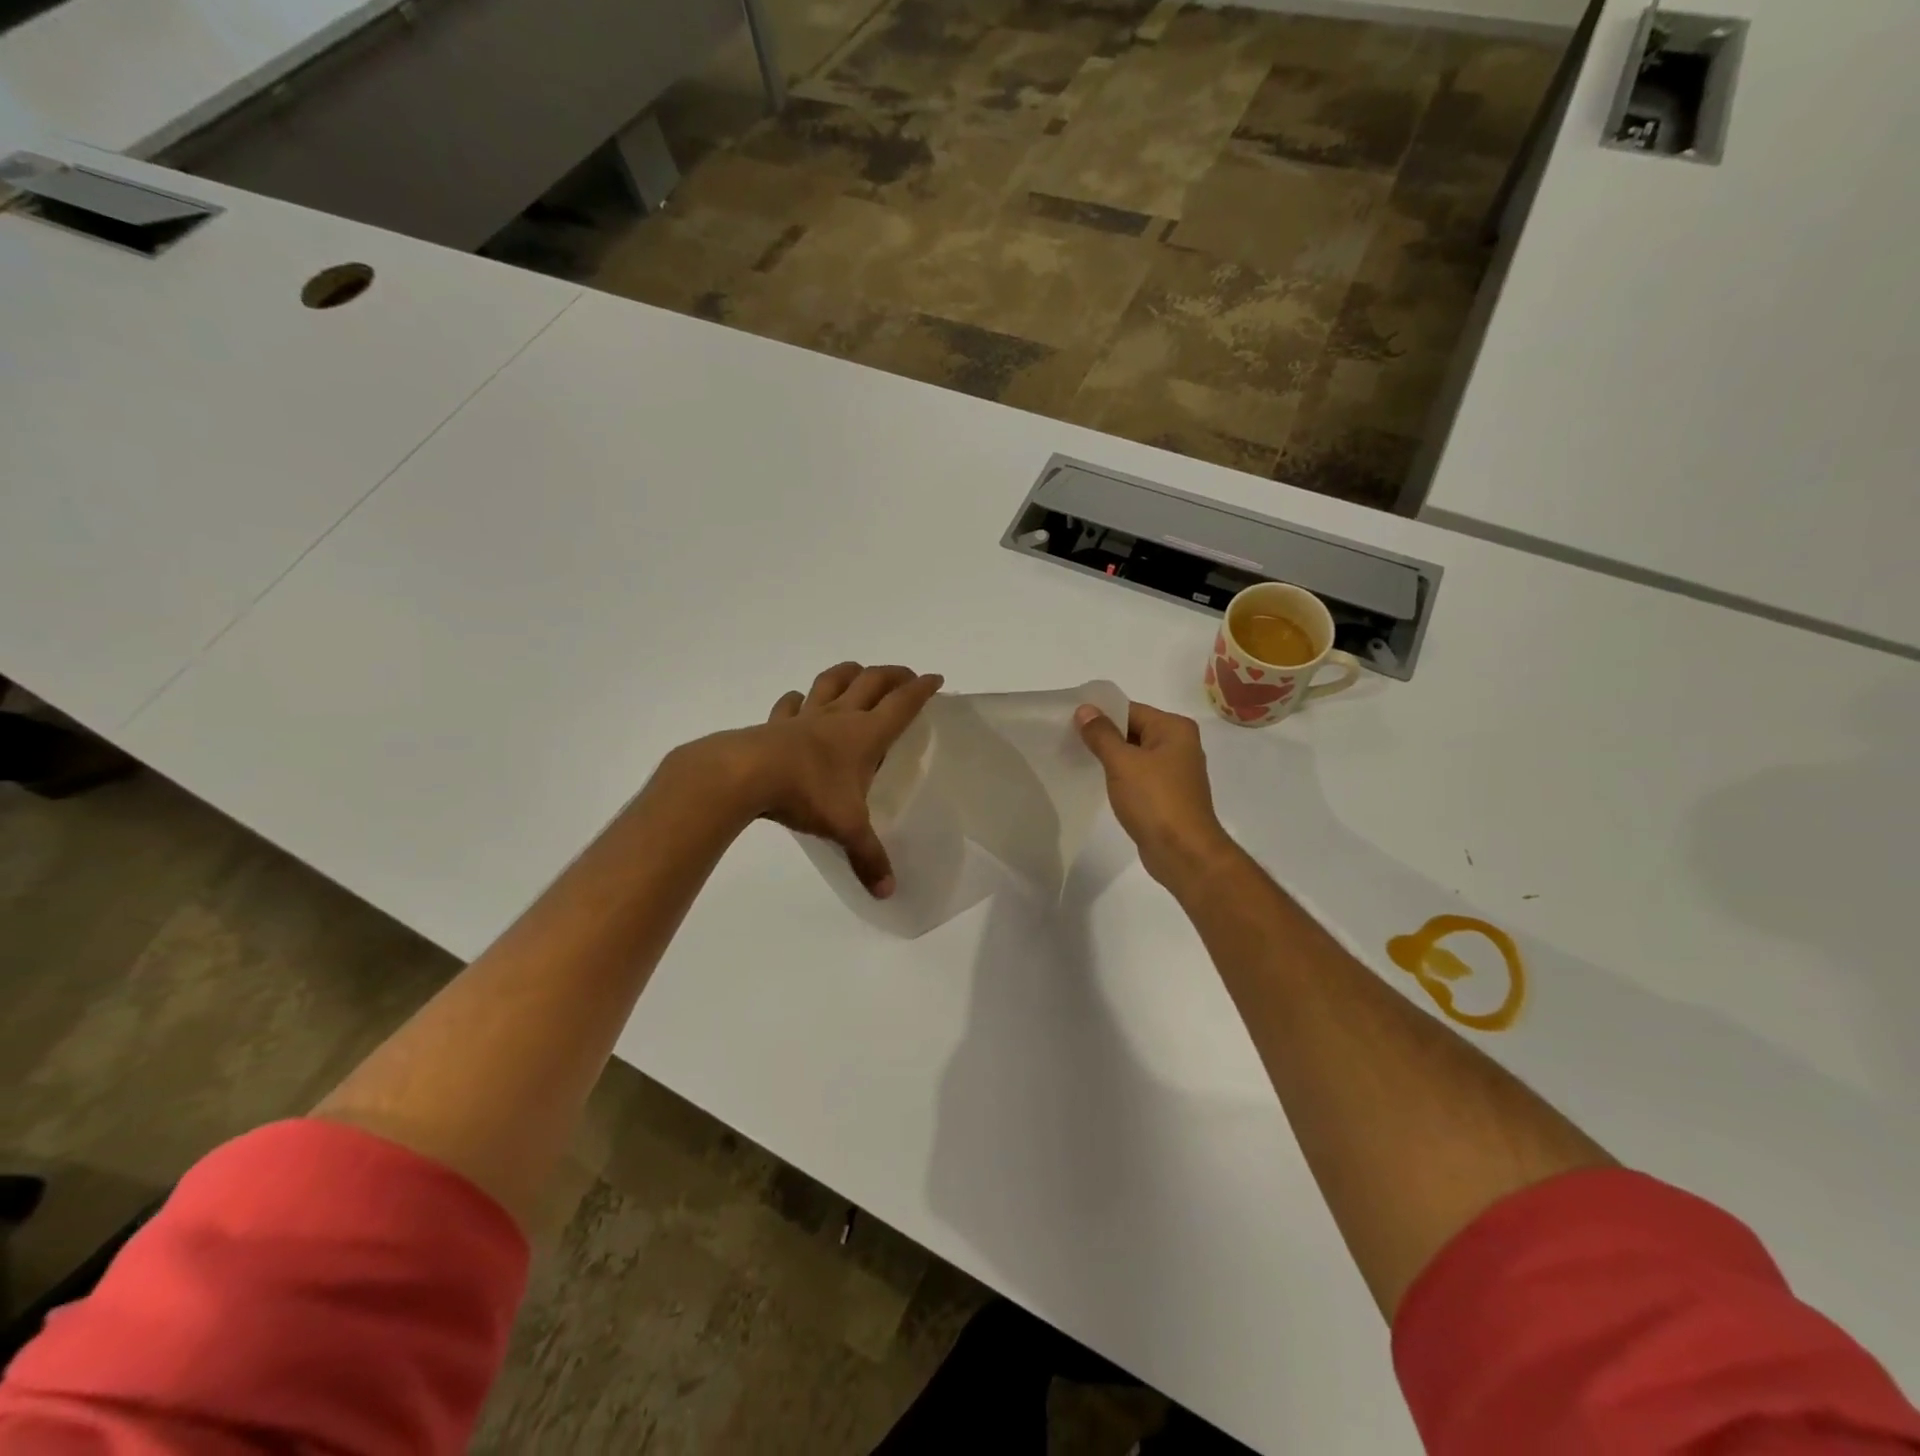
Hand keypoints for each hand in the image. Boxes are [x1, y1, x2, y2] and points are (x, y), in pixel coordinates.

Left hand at [678, 663, 941, 897]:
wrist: (746, 774)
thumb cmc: (807, 793)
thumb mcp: (846, 828)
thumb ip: (868, 858)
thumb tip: (888, 893)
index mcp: (865, 735)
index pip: (902, 704)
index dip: (921, 689)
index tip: (936, 679)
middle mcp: (839, 717)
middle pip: (872, 682)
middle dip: (893, 675)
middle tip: (906, 676)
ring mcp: (805, 716)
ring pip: (832, 681)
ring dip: (849, 672)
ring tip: (858, 672)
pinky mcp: (775, 724)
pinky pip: (789, 703)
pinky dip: (798, 698)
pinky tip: (798, 700)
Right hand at [1075, 700, 1237, 893]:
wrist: (1183, 853)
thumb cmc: (1155, 800)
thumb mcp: (1122, 762)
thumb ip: (1102, 734)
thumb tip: (1085, 709)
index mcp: (1174, 728)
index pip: (1130, 710)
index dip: (1100, 713)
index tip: (1069, 719)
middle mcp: (1179, 745)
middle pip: (1133, 730)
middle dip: (1103, 735)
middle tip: (1067, 738)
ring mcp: (1174, 772)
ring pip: (1134, 755)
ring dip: (1110, 757)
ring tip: (1077, 758)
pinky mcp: (1167, 795)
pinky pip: (1138, 776)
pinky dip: (1119, 776)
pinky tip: (1098, 782)